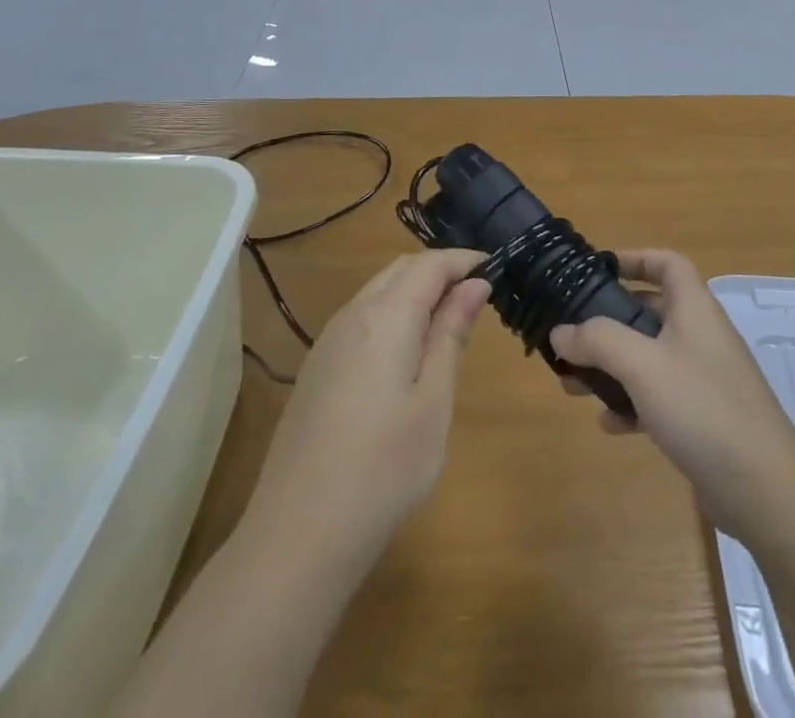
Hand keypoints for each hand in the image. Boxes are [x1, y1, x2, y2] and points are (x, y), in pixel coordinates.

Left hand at [244, 250, 491, 557]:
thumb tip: (475, 285)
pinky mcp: (317, 367)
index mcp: (386, 317)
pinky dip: (392, 311)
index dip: (464, 260)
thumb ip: (451, 335)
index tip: (497, 268)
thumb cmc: (383, 470)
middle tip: (477, 293)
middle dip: (440, 269)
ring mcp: (328, 341)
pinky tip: (407, 349)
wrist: (297, 535)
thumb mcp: (433, 402)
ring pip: (377, 290)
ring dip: (414, 289)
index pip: (430, 265)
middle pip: (401, 269)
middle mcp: (353, 315)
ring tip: (449, 319)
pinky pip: (361, 316)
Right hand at [549, 250, 794, 540]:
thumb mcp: (642, 365)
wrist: (764, 489)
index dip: (635, 258)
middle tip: (572, 336)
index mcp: (694, 308)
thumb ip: (598, 340)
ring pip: (649, 358)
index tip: (597, 271)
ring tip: (574, 383)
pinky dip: (632, 403)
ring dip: (612, 366)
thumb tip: (560, 331)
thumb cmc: (701, 407)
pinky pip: (659, 397)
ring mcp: (704, 379)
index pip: (667, 264)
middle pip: (650, 312)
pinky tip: (609, 424)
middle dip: (608, 322)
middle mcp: (701, 336)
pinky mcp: (703, 418)